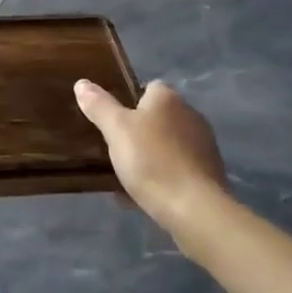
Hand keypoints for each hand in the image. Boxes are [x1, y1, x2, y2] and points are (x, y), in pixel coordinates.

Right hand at [74, 79, 227, 232]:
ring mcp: (203, 146)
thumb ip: (99, 105)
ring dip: (151, 155)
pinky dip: (162, 177)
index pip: (148, 87)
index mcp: (168, 99)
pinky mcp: (209, 175)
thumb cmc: (151, 160)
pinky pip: (178, 169)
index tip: (113, 120)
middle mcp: (190, 116)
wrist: (194, 209)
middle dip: (139, 130)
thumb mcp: (116, 129)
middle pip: (159, 117)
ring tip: (126, 175)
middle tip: (116, 147)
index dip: (129, 100)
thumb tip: (82, 83)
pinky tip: (143, 195)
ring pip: (168, 145)